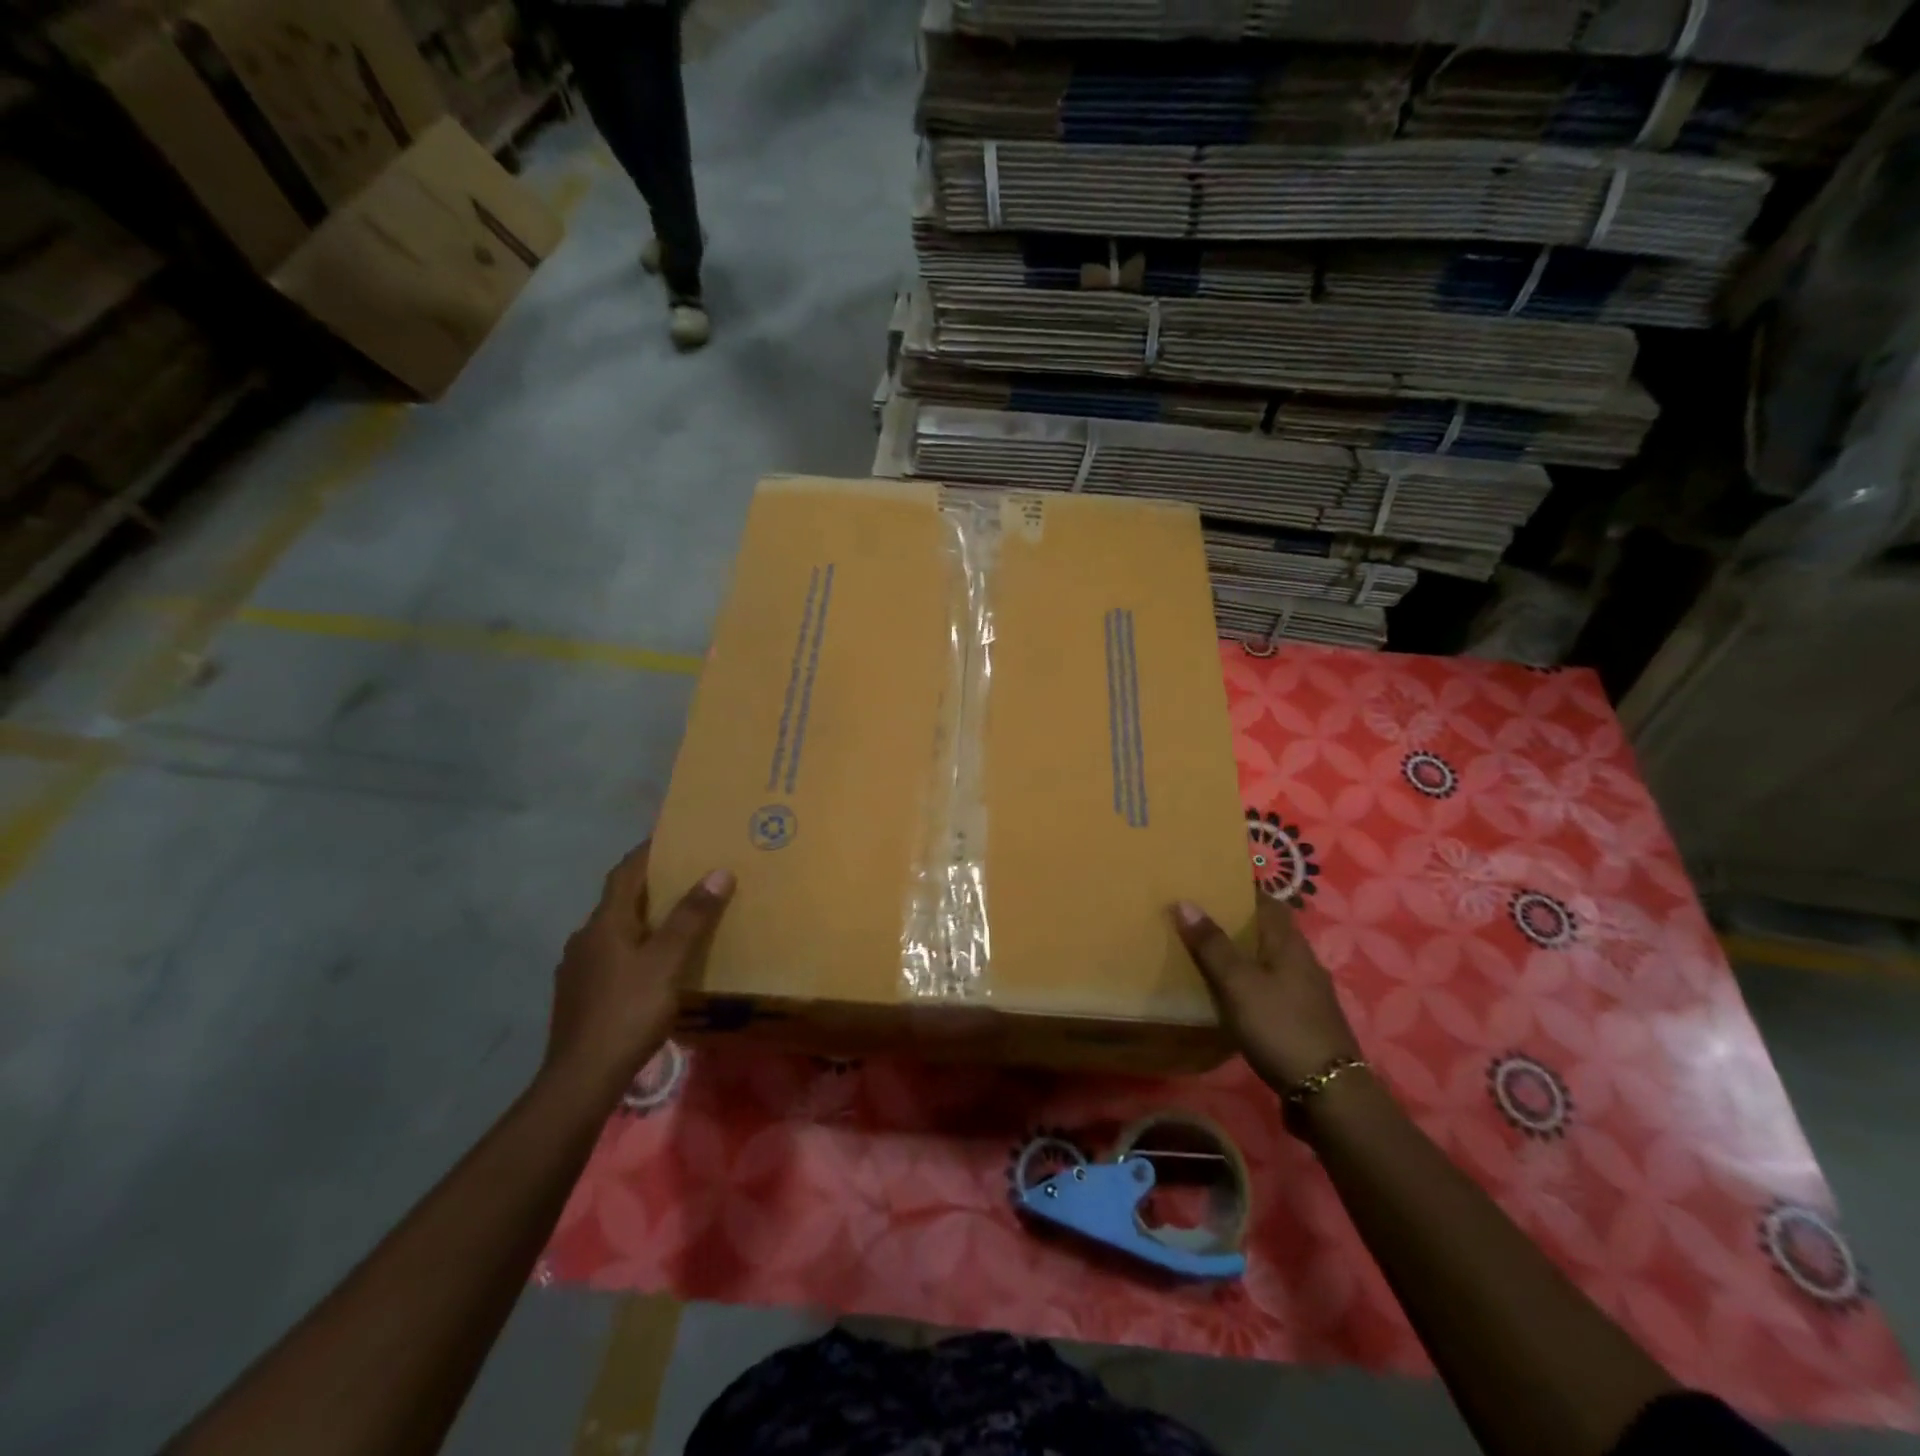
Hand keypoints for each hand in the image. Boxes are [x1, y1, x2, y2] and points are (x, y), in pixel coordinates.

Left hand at [543, 841, 733, 1099]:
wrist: (581, 1079)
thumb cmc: (627, 1012)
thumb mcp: (667, 962)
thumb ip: (691, 918)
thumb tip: (719, 872)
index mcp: (604, 923)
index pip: (626, 872)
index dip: (648, 851)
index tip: (675, 836)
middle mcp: (585, 938)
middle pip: (620, 899)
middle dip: (653, 885)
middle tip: (689, 876)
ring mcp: (579, 969)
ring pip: (616, 930)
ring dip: (644, 918)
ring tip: (679, 919)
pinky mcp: (581, 995)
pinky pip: (613, 956)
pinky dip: (636, 947)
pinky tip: (655, 965)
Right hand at [1173, 892, 1359, 1098]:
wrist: (1329, 1095)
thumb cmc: (1281, 1027)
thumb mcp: (1238, 984)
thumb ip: (1212, 945)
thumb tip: (1185, 902)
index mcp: (1290, 944)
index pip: (1268, 902)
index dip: (1241, 890)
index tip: (1209, 884)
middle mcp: (1302, 962)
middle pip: (1268, 931)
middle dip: (1236, 923)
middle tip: (1196, 918)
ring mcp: (1306, 994)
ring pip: (1269, 961)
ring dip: (1242, 955)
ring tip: (1205, 954)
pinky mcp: (1302, 1022)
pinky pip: (1271, 989)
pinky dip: (1249, 984)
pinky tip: (1229, 996)